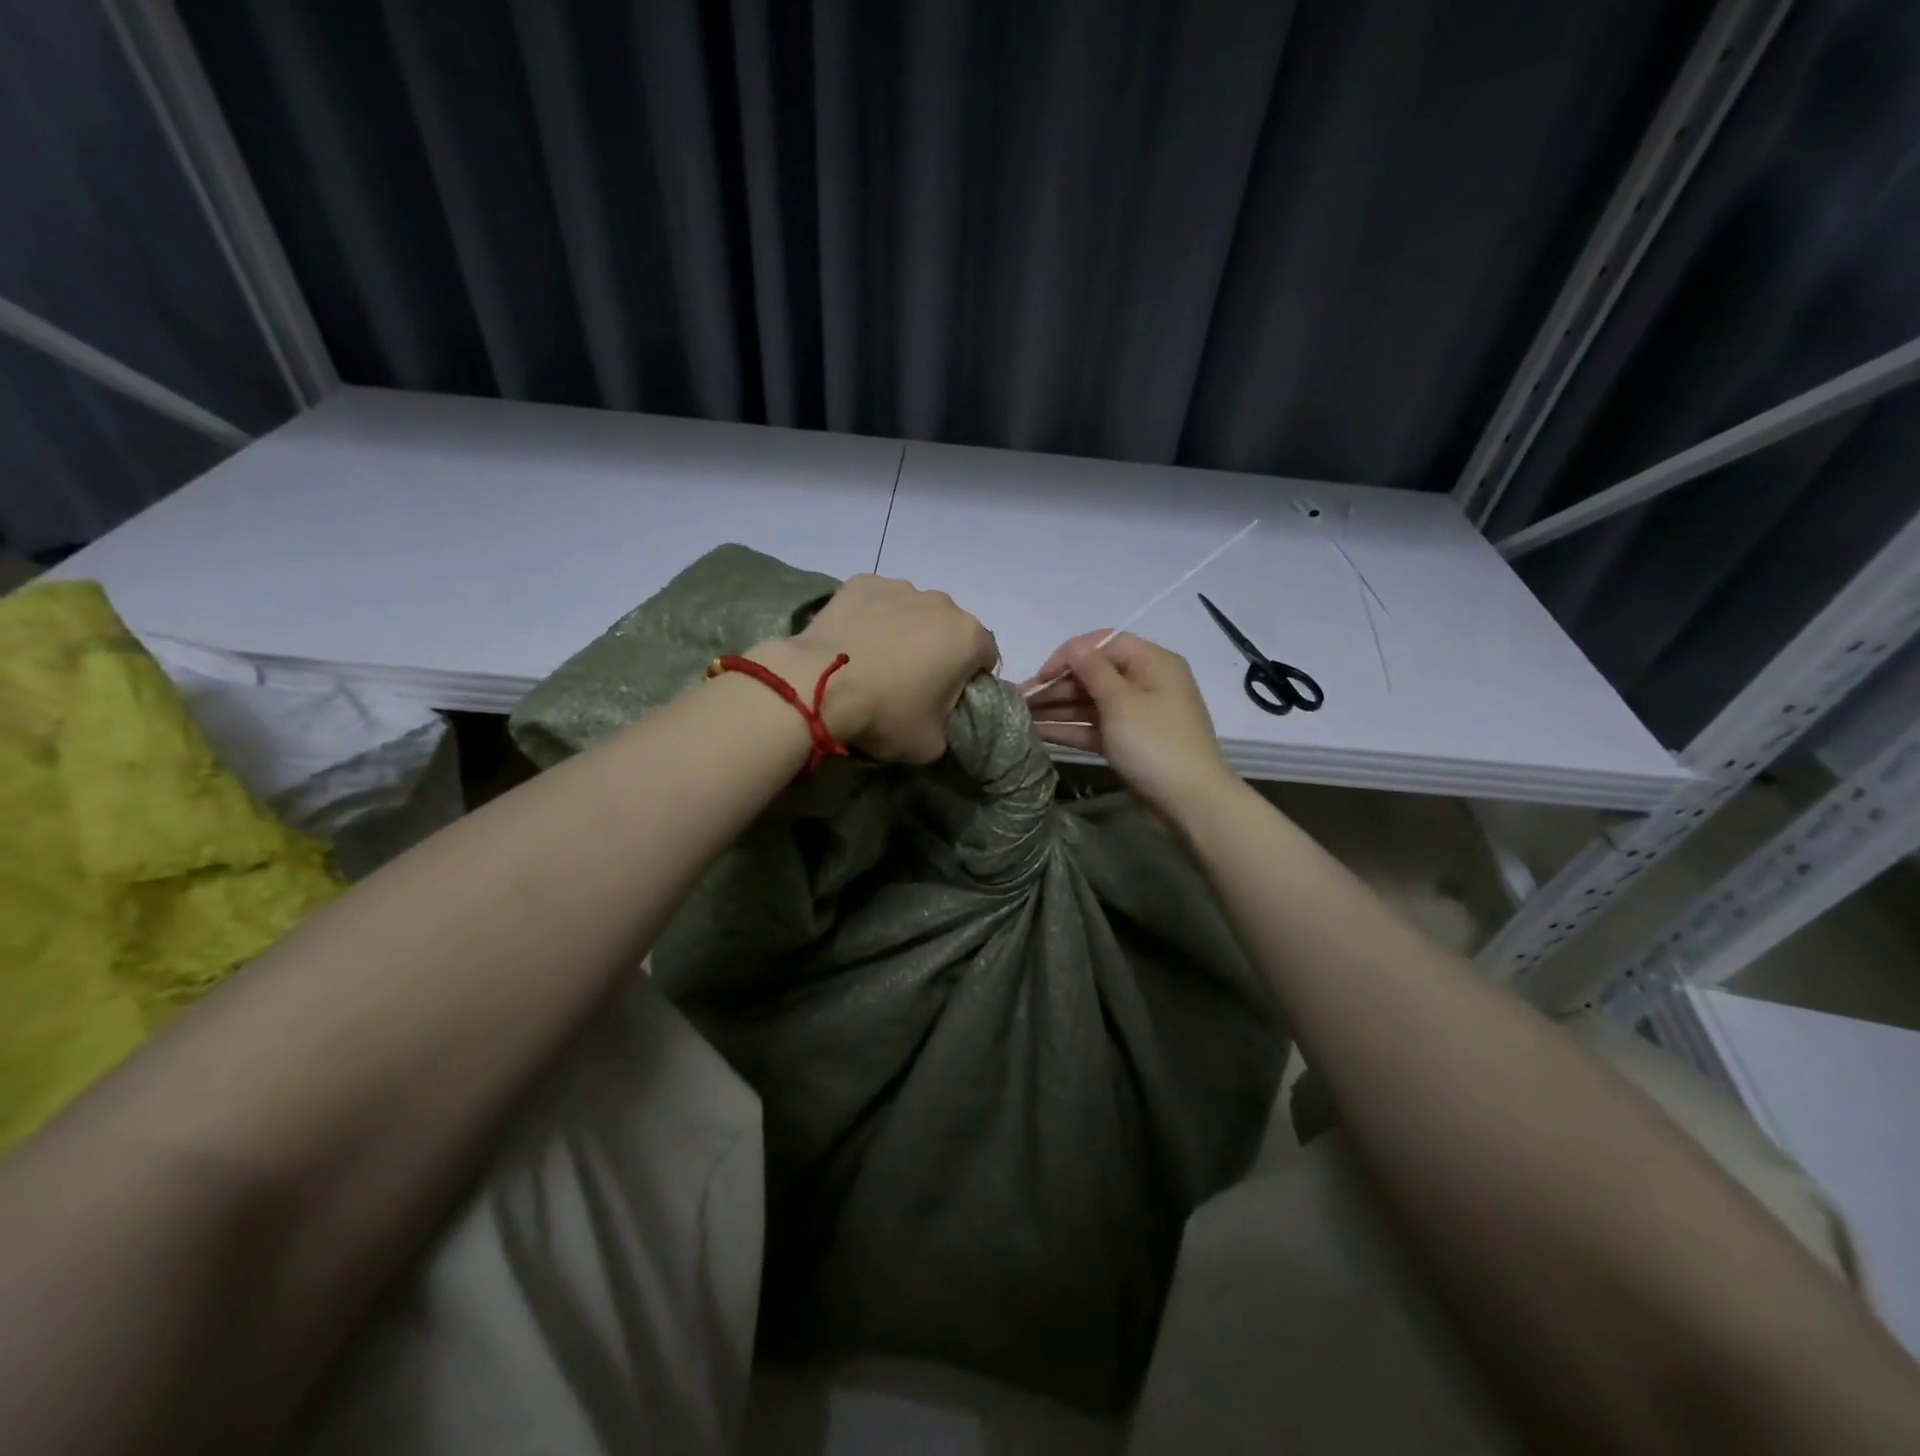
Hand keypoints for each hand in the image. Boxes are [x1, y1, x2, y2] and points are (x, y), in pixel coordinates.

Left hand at [753, 575, 998, 763]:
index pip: (986, 657)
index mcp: (968, 638)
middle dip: (938, 651)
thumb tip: (939, 719)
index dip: (971, 680)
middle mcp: (942, 602)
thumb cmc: (885, 714)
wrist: (818, 686)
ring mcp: (900, 587)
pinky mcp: (862, 582)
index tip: (947, 699)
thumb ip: (948, 726)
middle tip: (910, 682)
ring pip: (914, 611)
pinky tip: (854, 642)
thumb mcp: (931, 744)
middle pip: (950, 629)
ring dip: (906, 631)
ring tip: (876, 660)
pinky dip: (873, 617)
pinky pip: (878, 602)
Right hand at [1022, 631, 1238, 821]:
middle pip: (1093, 675)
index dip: (1069, 656)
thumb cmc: (1156, 744)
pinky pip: (1094, 727)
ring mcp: (1136, 715)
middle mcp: (1145, 683)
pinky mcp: (1127, 742)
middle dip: (1056, 686)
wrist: (1190, 803)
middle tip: (1019, 700)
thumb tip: (1074, 648)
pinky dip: (1069, 729)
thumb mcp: (1122, 702)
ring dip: (1057, 708)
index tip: (1041, 675)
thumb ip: (1092, 671)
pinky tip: (1037, 732)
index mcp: (1152, 663)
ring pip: (1090, 703)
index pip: (1103, 644)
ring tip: (1020, 716)